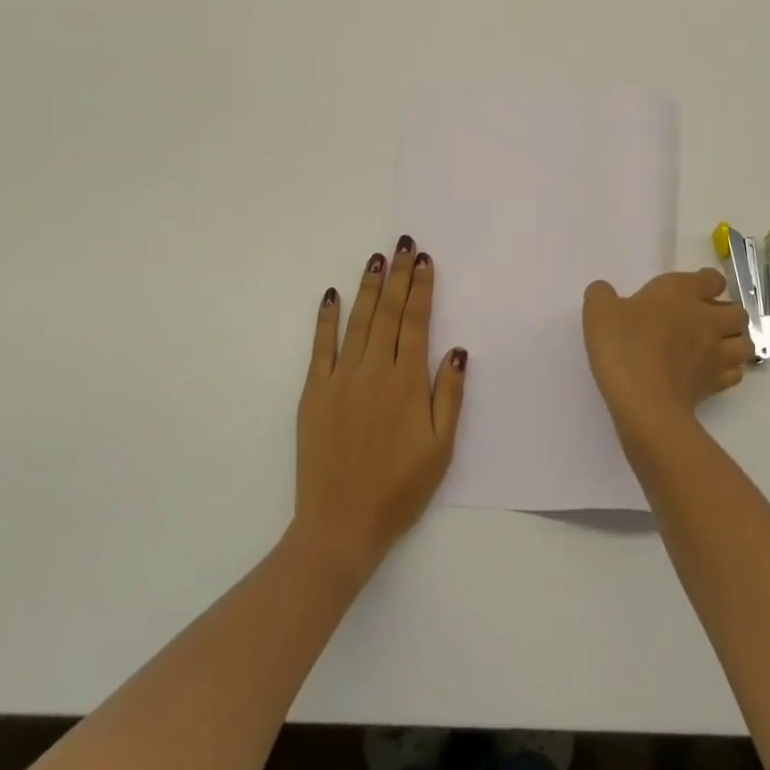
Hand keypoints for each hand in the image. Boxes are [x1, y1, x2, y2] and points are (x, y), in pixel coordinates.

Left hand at [292, 237, 466, 581]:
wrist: (341, 525)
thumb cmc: (400, 489)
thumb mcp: (441, 448)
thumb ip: (449, 395)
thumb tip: (455, 349)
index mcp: (407, 383)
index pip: (416, 323)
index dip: (421, 289)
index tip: (424, 260)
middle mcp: (374, 372)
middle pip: (388, 313)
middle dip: (398, 276)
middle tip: (402, 243)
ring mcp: (340, 380)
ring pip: (358, 322)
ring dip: (368, 287)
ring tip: (376, 259)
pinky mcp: (314, 393)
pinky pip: (321, 347)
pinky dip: (326, 319)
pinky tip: (332, 294)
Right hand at [582, 269, 754, 441]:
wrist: (644, 402)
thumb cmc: (624, 346)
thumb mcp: (599, 312)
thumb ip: (602, 295)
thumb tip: (604, 291)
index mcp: (682, 293)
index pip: (712, 279)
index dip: (706, 283)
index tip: (692, 290)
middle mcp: (707, 319)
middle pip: (738, 311)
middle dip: (727, 314)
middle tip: (704, 321)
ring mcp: (717, 354)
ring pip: (745, 343)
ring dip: (735, 342)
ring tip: (715, 347)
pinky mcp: (716, 385)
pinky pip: (736, 373)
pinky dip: (729, 371)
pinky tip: (709, 373)